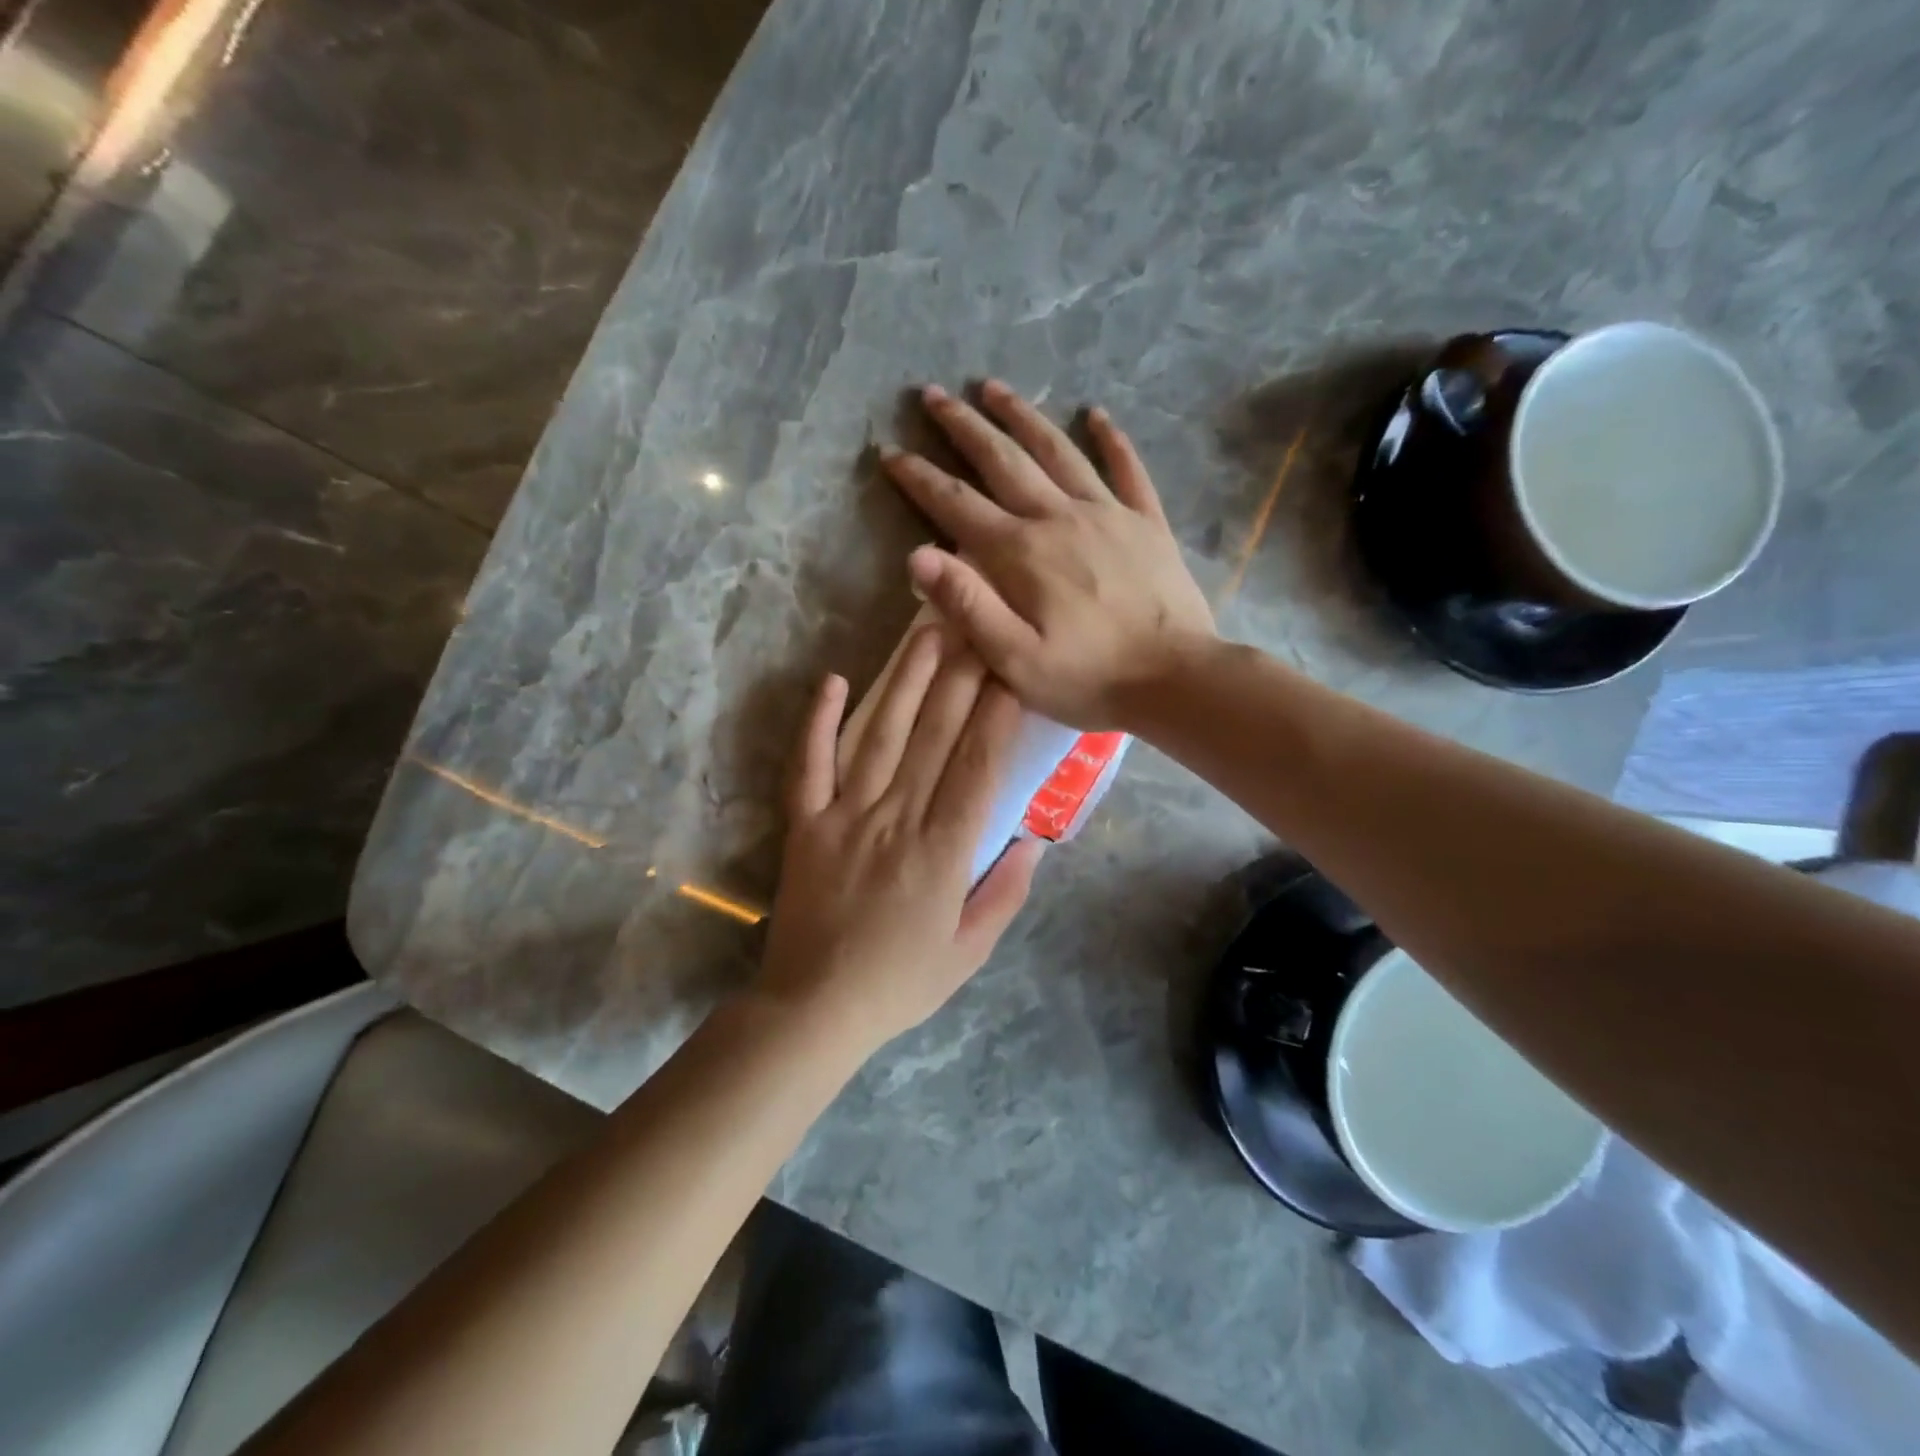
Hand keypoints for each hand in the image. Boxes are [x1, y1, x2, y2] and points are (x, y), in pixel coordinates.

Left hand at [757, 628, 1043, 1054]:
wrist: (815, 1009)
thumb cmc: (901, 982)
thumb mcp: (970, 951)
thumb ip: (1005, 893)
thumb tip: (1034, 840)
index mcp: (943, 851)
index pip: (978, 766)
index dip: (997, 712)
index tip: (1012, 667)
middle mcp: (897, 820)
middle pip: (934, 737)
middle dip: (960, 676)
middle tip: (976, 624)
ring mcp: (845, 817)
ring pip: (880, 737)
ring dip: (904, 682)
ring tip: (925, 634)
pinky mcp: (805, 824)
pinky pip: (808, 765)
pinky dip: (817, 722)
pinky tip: (832, 681)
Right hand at [879, 380, 1215, 729]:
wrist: (1176, 678)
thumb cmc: (1089, 679)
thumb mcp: (1015, 660)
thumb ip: (968, 606)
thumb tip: (917, 556)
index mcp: (1020, 553)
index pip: (957, 504)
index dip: (919, 477)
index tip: (890, 451)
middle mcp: (1058, 517)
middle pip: (1003, 459)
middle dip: (963, 426)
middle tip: (933, 394)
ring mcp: (1108, 513)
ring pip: (1057, 450)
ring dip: (1022, 416)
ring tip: (994, 387)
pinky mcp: (1146, 523)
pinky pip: (1127, 468)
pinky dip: (1111, 439)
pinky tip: (1097, 414)